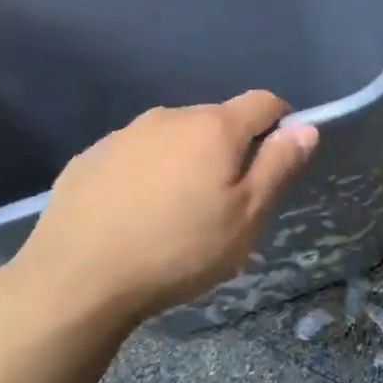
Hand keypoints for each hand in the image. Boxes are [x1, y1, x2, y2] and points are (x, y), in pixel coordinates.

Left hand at [4, 91, 318, 328]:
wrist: (75, 280)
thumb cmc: (178, 250)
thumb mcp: (245, 218)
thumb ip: (279, 167)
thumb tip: (306, 128)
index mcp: (214, 127)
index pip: (264, 102)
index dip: (281, 124)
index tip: (277, 160)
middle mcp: (170, 116)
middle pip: (217, 119)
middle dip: (231, 148)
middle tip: (225, 200)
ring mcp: (125, 134)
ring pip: (174, 136)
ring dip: (187, 159)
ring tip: (176, 210)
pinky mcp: (90, 156)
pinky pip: (136, 154)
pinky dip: (147, 172)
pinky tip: (134, 213)